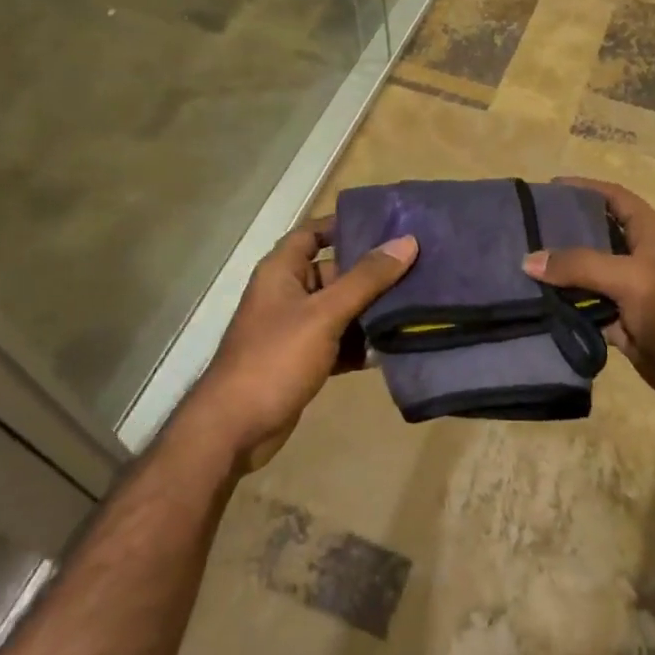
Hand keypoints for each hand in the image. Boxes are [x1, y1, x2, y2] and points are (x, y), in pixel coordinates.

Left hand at [190, 222, 416, 470]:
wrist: (235, 430)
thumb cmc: (275, 358)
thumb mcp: (324, 313)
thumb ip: (366, 278)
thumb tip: (406, 241)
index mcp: (282, 271)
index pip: (314, 233)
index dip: (345, 225)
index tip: (388, 223)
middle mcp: (288, 293)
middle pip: (335, 271)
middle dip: (373, 272)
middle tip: (418, 264)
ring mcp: (296, 329)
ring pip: (342, 309)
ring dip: (373, 309)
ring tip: (419, 302)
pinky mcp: (304, 360)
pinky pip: (340, 341)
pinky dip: (363, 342)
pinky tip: (397, 344)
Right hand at [523, 178, 654, 416]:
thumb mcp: (630, 278)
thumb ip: (580, 266)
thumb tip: (529, 260)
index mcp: (648, 234)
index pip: (614, 198)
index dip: (586, 188)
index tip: (549, 188)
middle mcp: (637, 258)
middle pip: (595, 236)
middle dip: (563, 231)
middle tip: (524, 230)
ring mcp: (629, 293)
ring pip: (587, 276)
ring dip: (560, 274)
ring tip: (520, 266)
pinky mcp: (621, 325)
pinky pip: (586, 310)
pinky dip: (565, 308)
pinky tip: (536, 305)